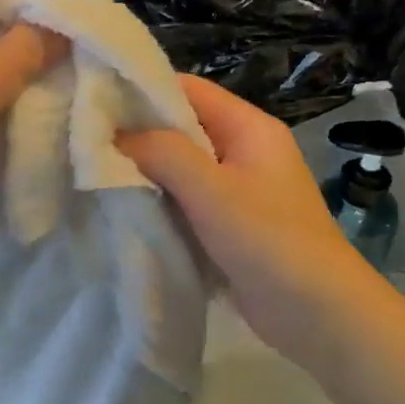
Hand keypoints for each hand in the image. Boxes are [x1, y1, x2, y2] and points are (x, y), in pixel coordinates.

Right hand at [120, 76, 378, 367]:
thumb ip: (164, 153)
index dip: (143, 91)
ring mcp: (238, 189)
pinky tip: (125, 207)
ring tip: (95, 174)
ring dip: (147, 172)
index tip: (95, 102)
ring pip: (181, 167)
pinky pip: (188, 200)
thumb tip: (116, 135)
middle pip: (183, 127)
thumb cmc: (269, 240)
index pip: (189, 89)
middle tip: (86, 142)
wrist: (319, 314)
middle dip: (139, 135)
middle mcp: (244, 150)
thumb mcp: (212, 190)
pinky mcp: (230, 224)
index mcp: (249, 127)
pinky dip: (161, 202)